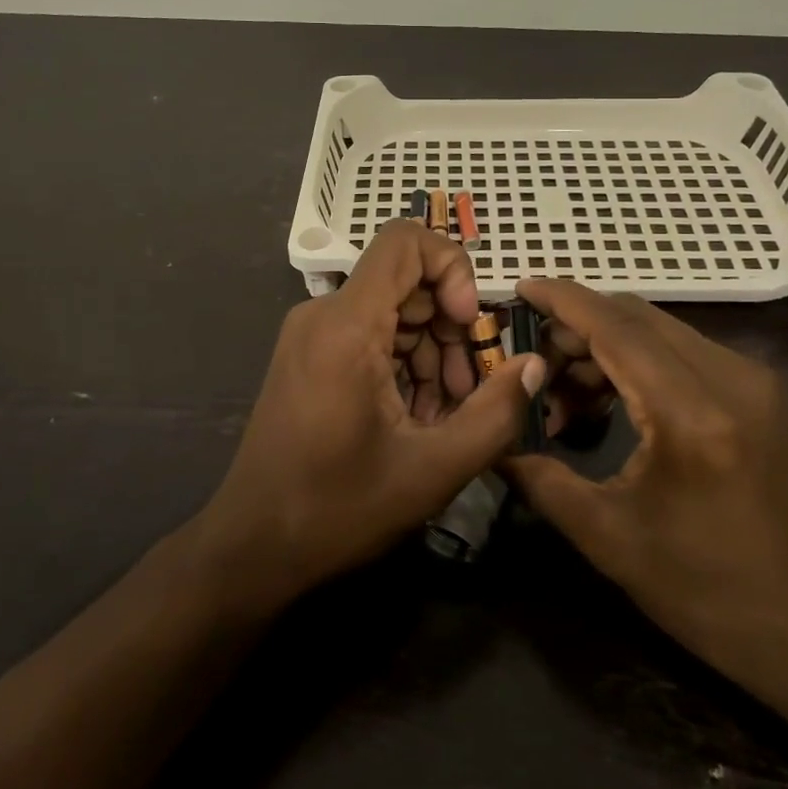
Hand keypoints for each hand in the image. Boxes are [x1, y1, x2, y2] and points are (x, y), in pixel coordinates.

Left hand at [195, 222, 542, 606]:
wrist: (253, 547)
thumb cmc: (339, 509)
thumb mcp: (434, 468)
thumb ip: (496, 412)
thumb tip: (534, 365)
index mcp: (346, 325)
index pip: (404, 241)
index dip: (452, 267)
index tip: (472, 323)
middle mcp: (323, 315)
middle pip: (406, 282)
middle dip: (452, 327)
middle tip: (472, 389)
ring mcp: (312, 335)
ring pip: (392, 311)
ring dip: (432, 352)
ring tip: (448, 414)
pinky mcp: (309, 357)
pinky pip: (370, 336)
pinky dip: (404, 364)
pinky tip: (419, 416)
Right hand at [504, 279, 787, 683]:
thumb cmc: (707, 590)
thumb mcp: (608, 538)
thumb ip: (541, 478)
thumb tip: (493, 443)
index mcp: (692, 414)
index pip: (616, 327)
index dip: (563, 301)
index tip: (521, 286)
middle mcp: (732, 379)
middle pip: (638, 318)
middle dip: (578, 327)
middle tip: (533, 360)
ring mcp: (755, 382)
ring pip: (662, 331)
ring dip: (608, 345)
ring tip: (567, 393)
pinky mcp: (763, 394)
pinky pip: (687, 353)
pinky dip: (641, 361)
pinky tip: (614, 400)